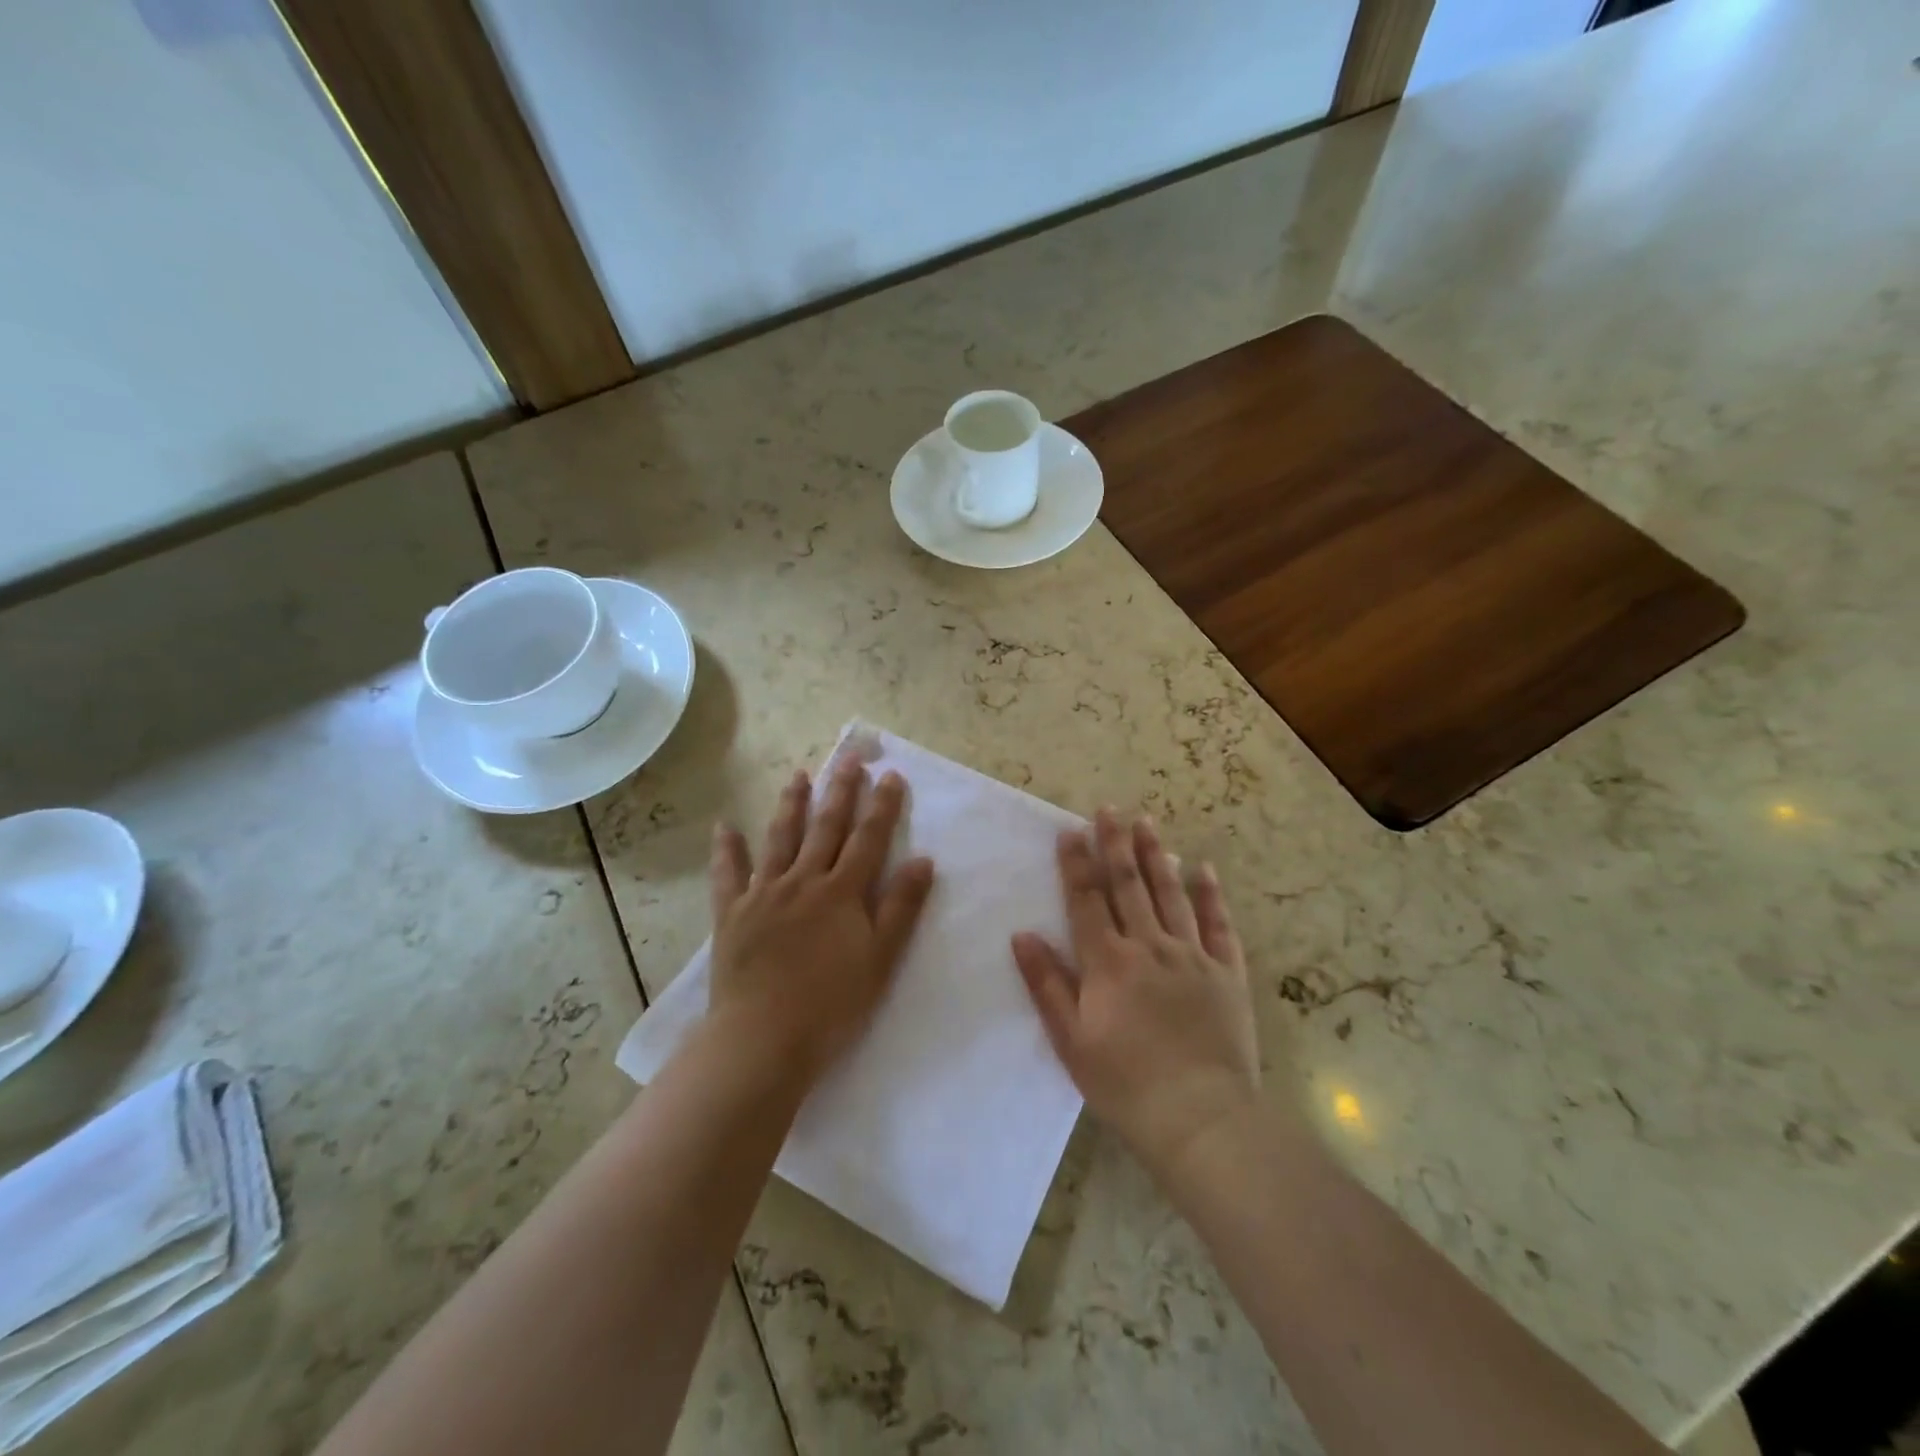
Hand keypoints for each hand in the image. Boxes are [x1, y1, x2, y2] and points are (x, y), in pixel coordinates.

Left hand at [707, 755, 935, 1085]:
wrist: (763, 1039)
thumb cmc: (831, 1005)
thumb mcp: (880, 959)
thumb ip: (901, 907)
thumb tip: (923, 859)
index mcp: (841, 893)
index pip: (868, 839)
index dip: (882, 806)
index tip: (890, 774)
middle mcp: (803, 881)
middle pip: (826, 827)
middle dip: (841, 789)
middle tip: (849, 756)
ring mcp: (763, 894)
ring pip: (780, 838)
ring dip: (791, 805)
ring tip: (799, 775)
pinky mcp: (732, 913)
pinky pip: (727, 874)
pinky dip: (727, 850)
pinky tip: (725, 826)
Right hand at [1012, 809, 1259, 1178]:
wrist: (1200, 1118)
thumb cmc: (1125, 1083)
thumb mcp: (1071, 1040)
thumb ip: (1047, 984)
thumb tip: (1022, 935)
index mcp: (1108, 962)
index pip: (1087, 900)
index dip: (1076, 864)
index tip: (1069, 831)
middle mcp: (1149, 946)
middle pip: (1128, 885)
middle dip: (1115, 844)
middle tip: (1109, 809)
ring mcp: (1192, 956)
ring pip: (1171, 894)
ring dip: (1157, 855)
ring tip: (1147, 822)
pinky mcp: (1226, 972)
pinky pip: (1218, 924)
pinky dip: (1210, 894)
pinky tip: (1202, 868)